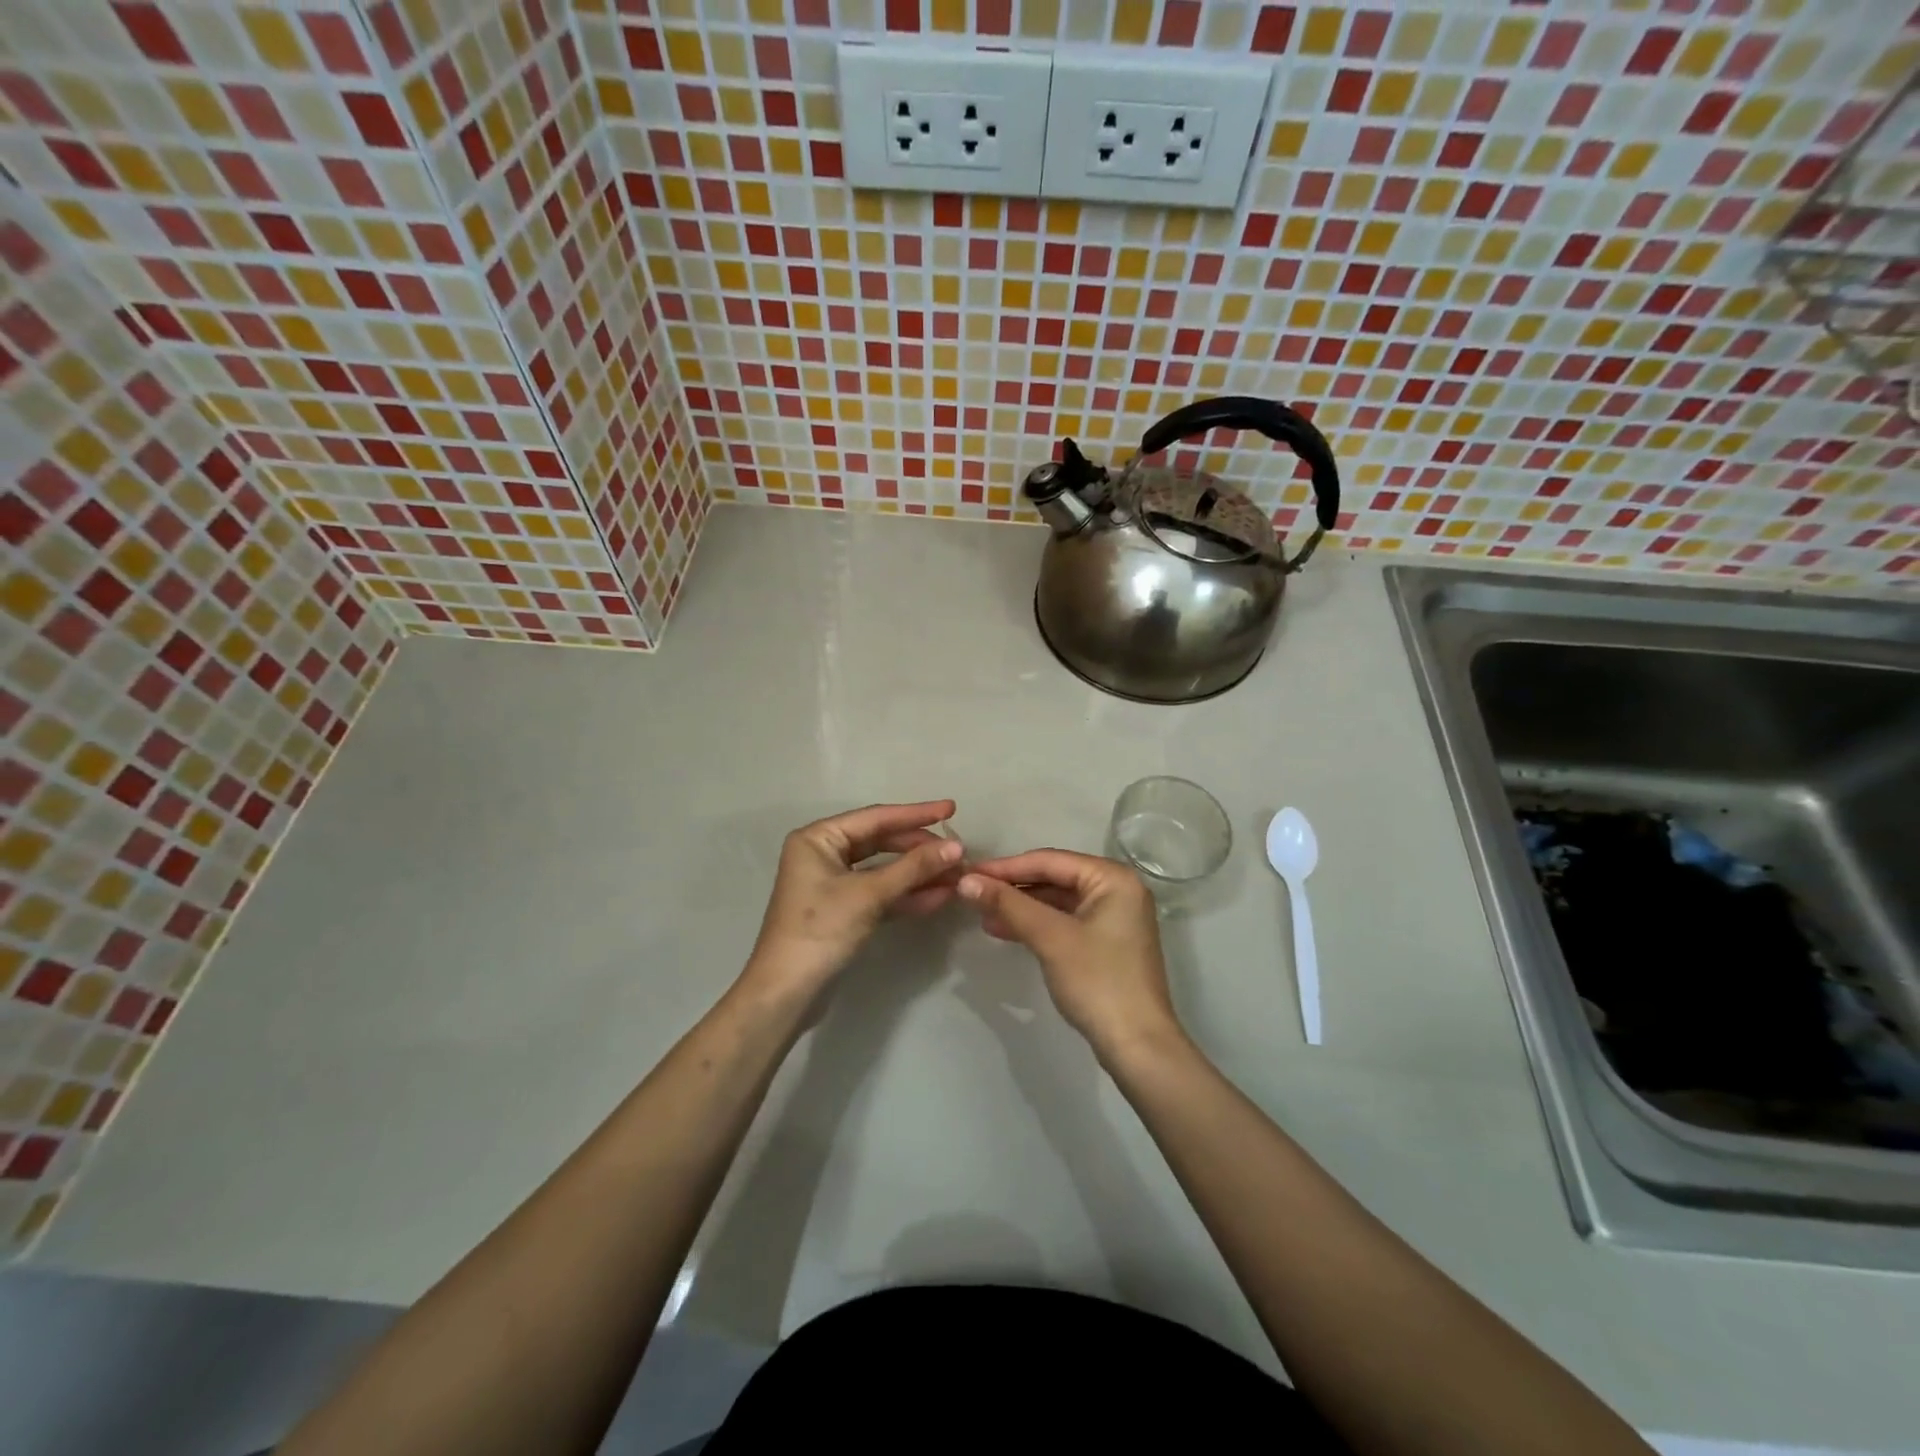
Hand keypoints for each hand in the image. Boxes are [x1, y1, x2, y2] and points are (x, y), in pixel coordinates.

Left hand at [741, 801, 963, 1005]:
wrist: (787, 993)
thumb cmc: (821, 930)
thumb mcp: (869, 895)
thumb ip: (913, 868)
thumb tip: (957, 847)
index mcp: (819, 838)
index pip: (876, 818)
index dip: (916, 814)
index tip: (952, 809)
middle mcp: (823, 854)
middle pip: (881, 842)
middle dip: (920, 849)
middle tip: (959, 852)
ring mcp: (833, 883)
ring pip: (884, 870)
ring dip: (918, 874)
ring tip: (957, 876)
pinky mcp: (843, 911)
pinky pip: (880, 894)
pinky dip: (906, 895)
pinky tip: (939, 897)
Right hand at [958, 850, 1184, 1060]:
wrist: (1138, 1046)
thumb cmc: (1098, 981)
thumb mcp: (1050, 937)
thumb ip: (1008, 904)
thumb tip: (965, 880)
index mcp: (1112, 878)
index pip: (1050, 861)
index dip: (1006, 866)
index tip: (968, 872)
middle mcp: (1117, 889)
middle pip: (1054, 878)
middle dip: (1012, 887)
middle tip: (971, 891)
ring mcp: (1113, 917)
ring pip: (1057, 901)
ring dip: (1020, 907)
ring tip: (981, 913)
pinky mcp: (1106, 942)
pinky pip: (1064, 921)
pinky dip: (1036, 924)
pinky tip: (1004, 930)